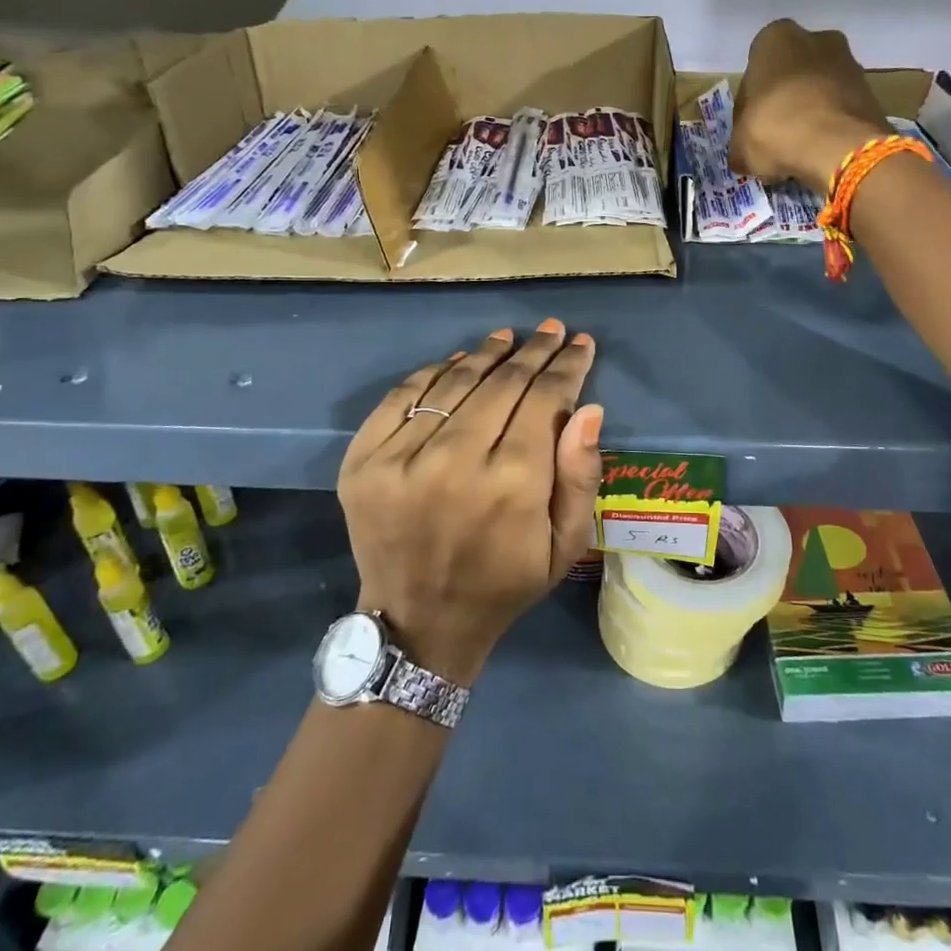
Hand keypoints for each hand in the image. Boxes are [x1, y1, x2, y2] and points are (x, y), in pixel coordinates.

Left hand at [336, 320, 603, 686]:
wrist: (419, 621)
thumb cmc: (505, 583)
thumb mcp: (565, 545)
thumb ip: (581, 476)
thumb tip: (588, 408)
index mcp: (512, 485)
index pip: (544, 400)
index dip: (566, 366)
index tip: (580, 342)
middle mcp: (455, 462)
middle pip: (502, 383)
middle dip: (534, 352)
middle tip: (551, 329)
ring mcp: (401, 458)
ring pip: (454, 381)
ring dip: (487, 353)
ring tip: (508, 337)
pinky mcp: (363, 459)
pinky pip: (403, 395)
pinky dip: (435, 371)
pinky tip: (460, 360)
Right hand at [731, 18, 890, 193]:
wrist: (839, 146)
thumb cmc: (776, 129)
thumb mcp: (740, 144)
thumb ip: (740, 144)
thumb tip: (743, 156)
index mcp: (774, 38)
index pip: (753, 72)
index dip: (749, 106)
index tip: (749, 130)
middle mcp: (815, 38)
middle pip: (790, 74)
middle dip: (784, 100)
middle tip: (774, 135)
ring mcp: (849, 61)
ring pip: (818, 88)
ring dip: (809, 111)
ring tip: (799, 147)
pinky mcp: (871, 89)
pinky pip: (841, 105)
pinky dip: (831, 123)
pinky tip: (821, 149)